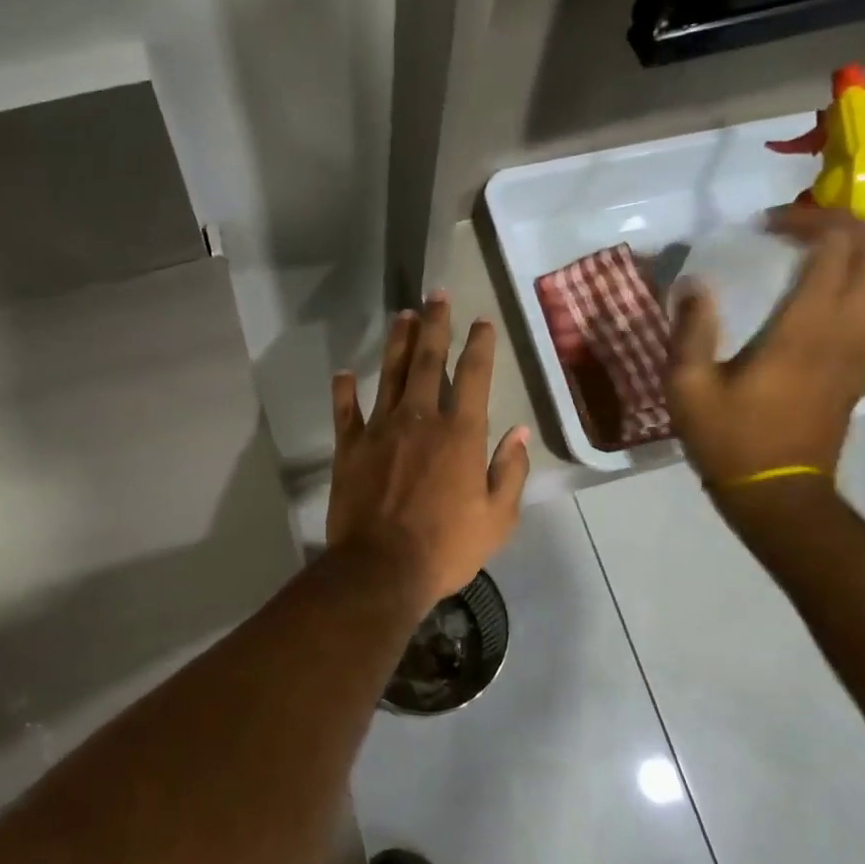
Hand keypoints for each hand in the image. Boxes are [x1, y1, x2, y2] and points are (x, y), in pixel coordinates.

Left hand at [326, 294, 531, 613]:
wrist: (381, 568)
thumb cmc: (446, 547)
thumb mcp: (497, 518)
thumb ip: (509, 471)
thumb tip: (519, 433)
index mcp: (459, 434)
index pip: (473, 376)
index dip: (479, 345)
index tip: (481, 321)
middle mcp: (419, 419)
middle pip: (426, 360)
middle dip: (434, 324)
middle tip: (435, 295)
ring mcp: (380, 429)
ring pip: (388, 374)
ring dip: (396, 342)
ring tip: (402, 315)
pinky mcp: (349, 447)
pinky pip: (346, 411)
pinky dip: (344, 391)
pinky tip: (344, 373)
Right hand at [663, 206, 864, 487]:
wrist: (778, 493)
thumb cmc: (729, 439)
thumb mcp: (687, 387)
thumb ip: (690, 330)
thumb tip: (694, 283)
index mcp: (804, 331)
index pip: (834, 250)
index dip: (807, 221)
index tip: (766, 223)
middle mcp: (847, 331)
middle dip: (848, 223)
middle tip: (801, 221)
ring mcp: (864, 349)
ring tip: (822, 241)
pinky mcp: (864, 364)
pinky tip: (831, 280)